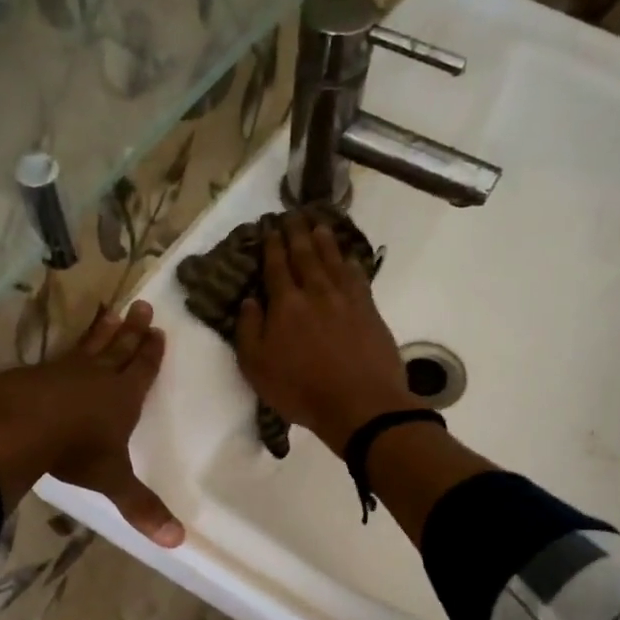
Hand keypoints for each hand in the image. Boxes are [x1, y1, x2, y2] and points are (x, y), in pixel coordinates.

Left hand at [0, 301, 184, 546]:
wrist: (16, 426)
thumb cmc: (74, 450)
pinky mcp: (33, 374)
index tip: (159, 332)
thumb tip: (178, 542)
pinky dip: (65, 348)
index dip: (151, 354)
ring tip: (111, 312)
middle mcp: (97, 377)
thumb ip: (141, 508)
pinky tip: (62, 350)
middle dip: (133, 330)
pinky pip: (57, 356)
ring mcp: (63, 371)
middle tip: (143, 306)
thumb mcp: (112, 481)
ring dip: (102, 331)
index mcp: (123, 398)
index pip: (142, 370)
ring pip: (89, 345)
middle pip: (119, 348)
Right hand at [236, 212, 417, 453]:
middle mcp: (316, 293)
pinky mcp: (370, 311)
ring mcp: (347, 299)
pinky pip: (358, 277)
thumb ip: (249, 331)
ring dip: (325, 241)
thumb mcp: (258, 368)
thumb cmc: (301, 390)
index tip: (271, 229)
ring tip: (319, 226)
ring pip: (334, 261)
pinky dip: (351, 263)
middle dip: (298, 234)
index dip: (273, 246)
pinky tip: (350, 259)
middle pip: (306, 256)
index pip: (277, 267)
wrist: (360, 404)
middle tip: (294, 216)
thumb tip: (249, 301)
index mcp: (286, 305)